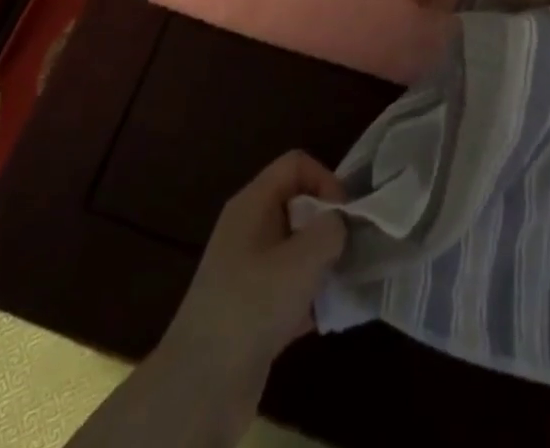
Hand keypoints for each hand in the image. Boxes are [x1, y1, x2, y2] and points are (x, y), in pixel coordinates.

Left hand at [155, 151, 348, 424]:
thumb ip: (331, 229)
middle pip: (297, 203)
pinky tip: (326, 315)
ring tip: (342, 283)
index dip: (325, 180)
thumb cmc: (252, 305)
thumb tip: (339, 224)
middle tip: (349, 250)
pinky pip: (288, 285)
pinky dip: (308, 295)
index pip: (296, 164)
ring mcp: (247, 268)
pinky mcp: (250, 307)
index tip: (344, 217)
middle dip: (327, 223)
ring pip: (295, 247)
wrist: (201, 385)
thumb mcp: (302, 259)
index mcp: (252, 202)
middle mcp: (248, 227)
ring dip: (321, 262)